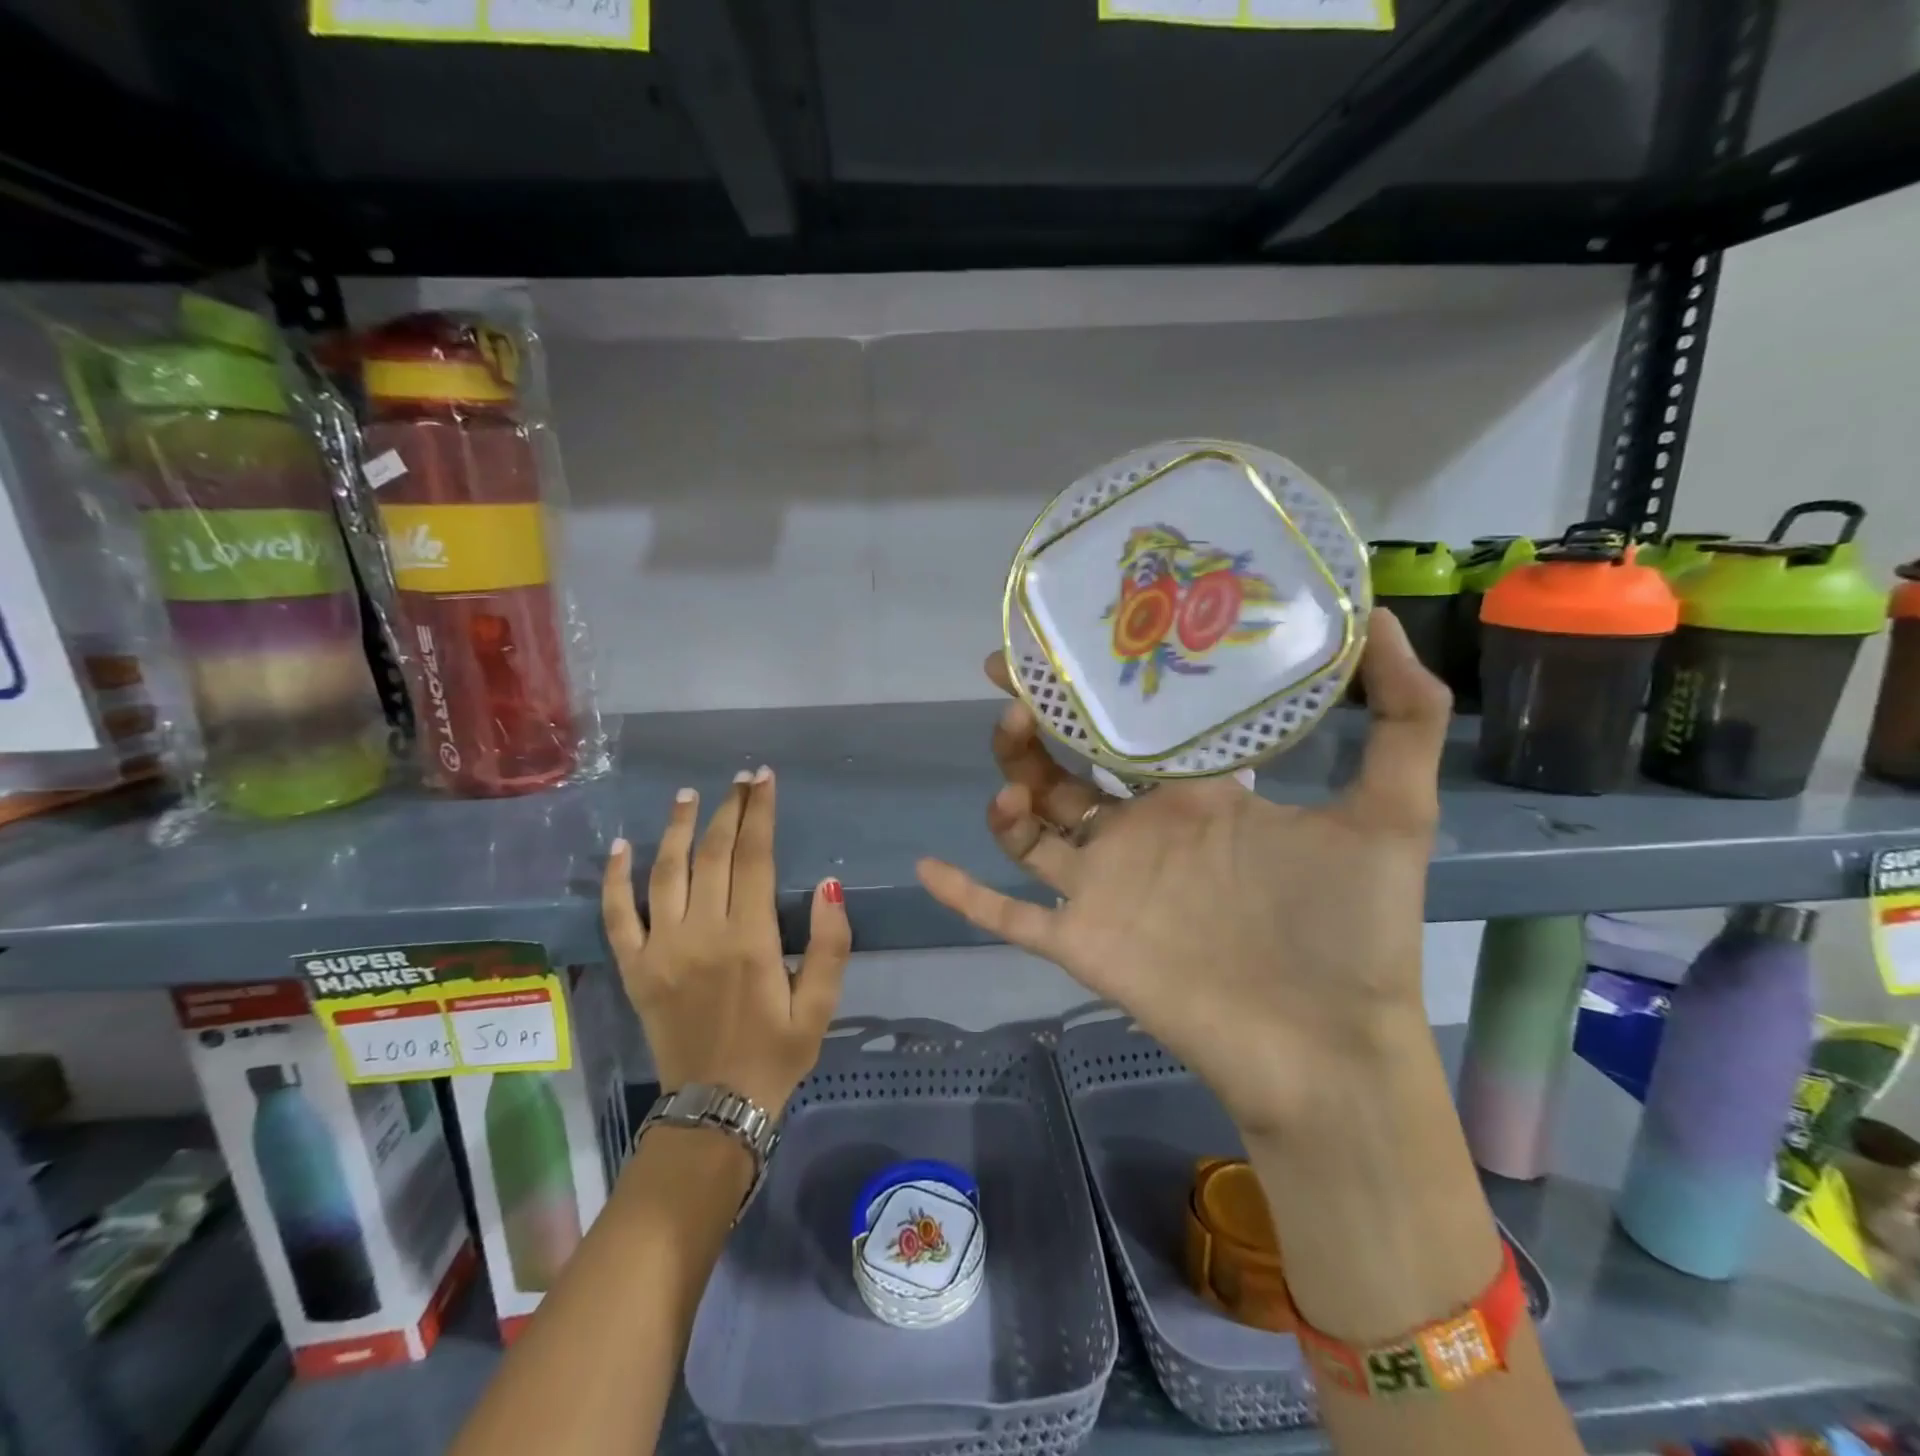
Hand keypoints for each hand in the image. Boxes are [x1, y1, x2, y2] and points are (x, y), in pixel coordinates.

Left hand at [602, 768, 852, 1115]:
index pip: (754, 858)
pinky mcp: (635, 968)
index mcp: (750, 940)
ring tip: (688, 795)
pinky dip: (615, 878)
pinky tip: (620, 846)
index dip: (760, 814)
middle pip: (712, 855)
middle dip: (728, 810)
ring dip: (678, 829)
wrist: (716, 1109)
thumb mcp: (821, 1006)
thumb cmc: (776, 1053)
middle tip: (740, 780)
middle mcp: (702, 934)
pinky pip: (618, 915)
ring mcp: (661, 949)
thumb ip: (831, 945)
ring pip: (665, 873)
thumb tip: (831, 885)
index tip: (764, 780)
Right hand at [915, 610, 1449, 1136]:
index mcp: (1194, 796)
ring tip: (1010, 763)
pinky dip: (967, 895)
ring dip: (1008, 789)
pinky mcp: (1081, 941)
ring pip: (1031, 828)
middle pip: (1066, 769)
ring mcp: (1105, 887)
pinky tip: (927, 867)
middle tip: (1008, 680)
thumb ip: (1401, 716)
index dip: (1097, 688)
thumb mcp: (1390, 812)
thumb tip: (1383, 617)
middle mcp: (1141, 832)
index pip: (1131, 730)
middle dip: (1033, 724)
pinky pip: (1010, 915)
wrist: (1328, 1051)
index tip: (1065, 642)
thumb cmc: (1353, 930)